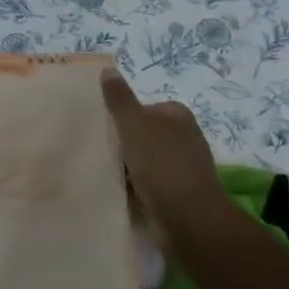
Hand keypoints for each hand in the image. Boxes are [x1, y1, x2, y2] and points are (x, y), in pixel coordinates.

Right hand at [101, 68, 233, 253]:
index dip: (126, 115)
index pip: (148, 107)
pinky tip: (117, 192)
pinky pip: (150, 185)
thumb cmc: (161, 164)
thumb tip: (108, 69)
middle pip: (146, 134)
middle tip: (99, 147)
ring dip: (129, 167)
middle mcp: (186, 139)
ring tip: (103, 170)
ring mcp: (184, 169)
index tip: (105, 125)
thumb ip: (120, 99)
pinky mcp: (179, 196)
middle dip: (126, 141)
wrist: (188, 219)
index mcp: (179, 117)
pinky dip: (135, 188)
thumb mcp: (134, 124)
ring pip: (146, 161)